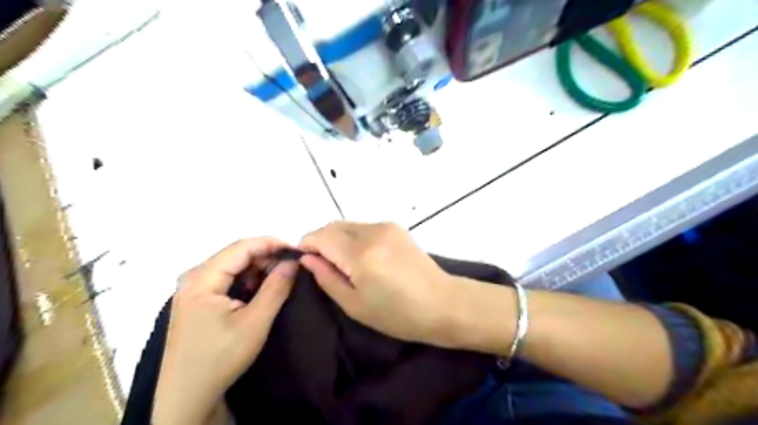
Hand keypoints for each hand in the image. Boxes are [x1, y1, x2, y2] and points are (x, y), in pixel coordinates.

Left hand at [151, 237, 297, 422]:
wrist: (188, 396)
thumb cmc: (221, 358)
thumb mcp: (255, 322)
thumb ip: (276, 288)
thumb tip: (293, 261)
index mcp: (201, 279)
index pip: (241, 247)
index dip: (271, 244)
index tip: (296, 251)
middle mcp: (193, 277)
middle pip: (235, 254)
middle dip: (266, 257)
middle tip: (290, 268)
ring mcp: (192, 288)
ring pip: (232, 265)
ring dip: (257, 268)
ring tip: (278, 280)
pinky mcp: (196, 299)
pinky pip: (226, 278)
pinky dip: (246, 279)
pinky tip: (258, 290)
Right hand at [299, 222, 458, 346]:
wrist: (443, 304)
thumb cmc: (398, 314)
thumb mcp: (355, 304)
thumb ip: (327, 278)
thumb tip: (307, 258)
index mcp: (361, 253)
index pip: (321, 236)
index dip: (306, 245)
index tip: (303, 260)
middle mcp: (373, 231)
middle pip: (333, 225)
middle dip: (320, 240)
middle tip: (323, 265)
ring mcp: (387, 226)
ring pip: (349, 224)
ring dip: (338, 238)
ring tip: (343, 264)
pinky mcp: (397, 228)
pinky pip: (364, 227)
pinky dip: (354, 237)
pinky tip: (362, 257)